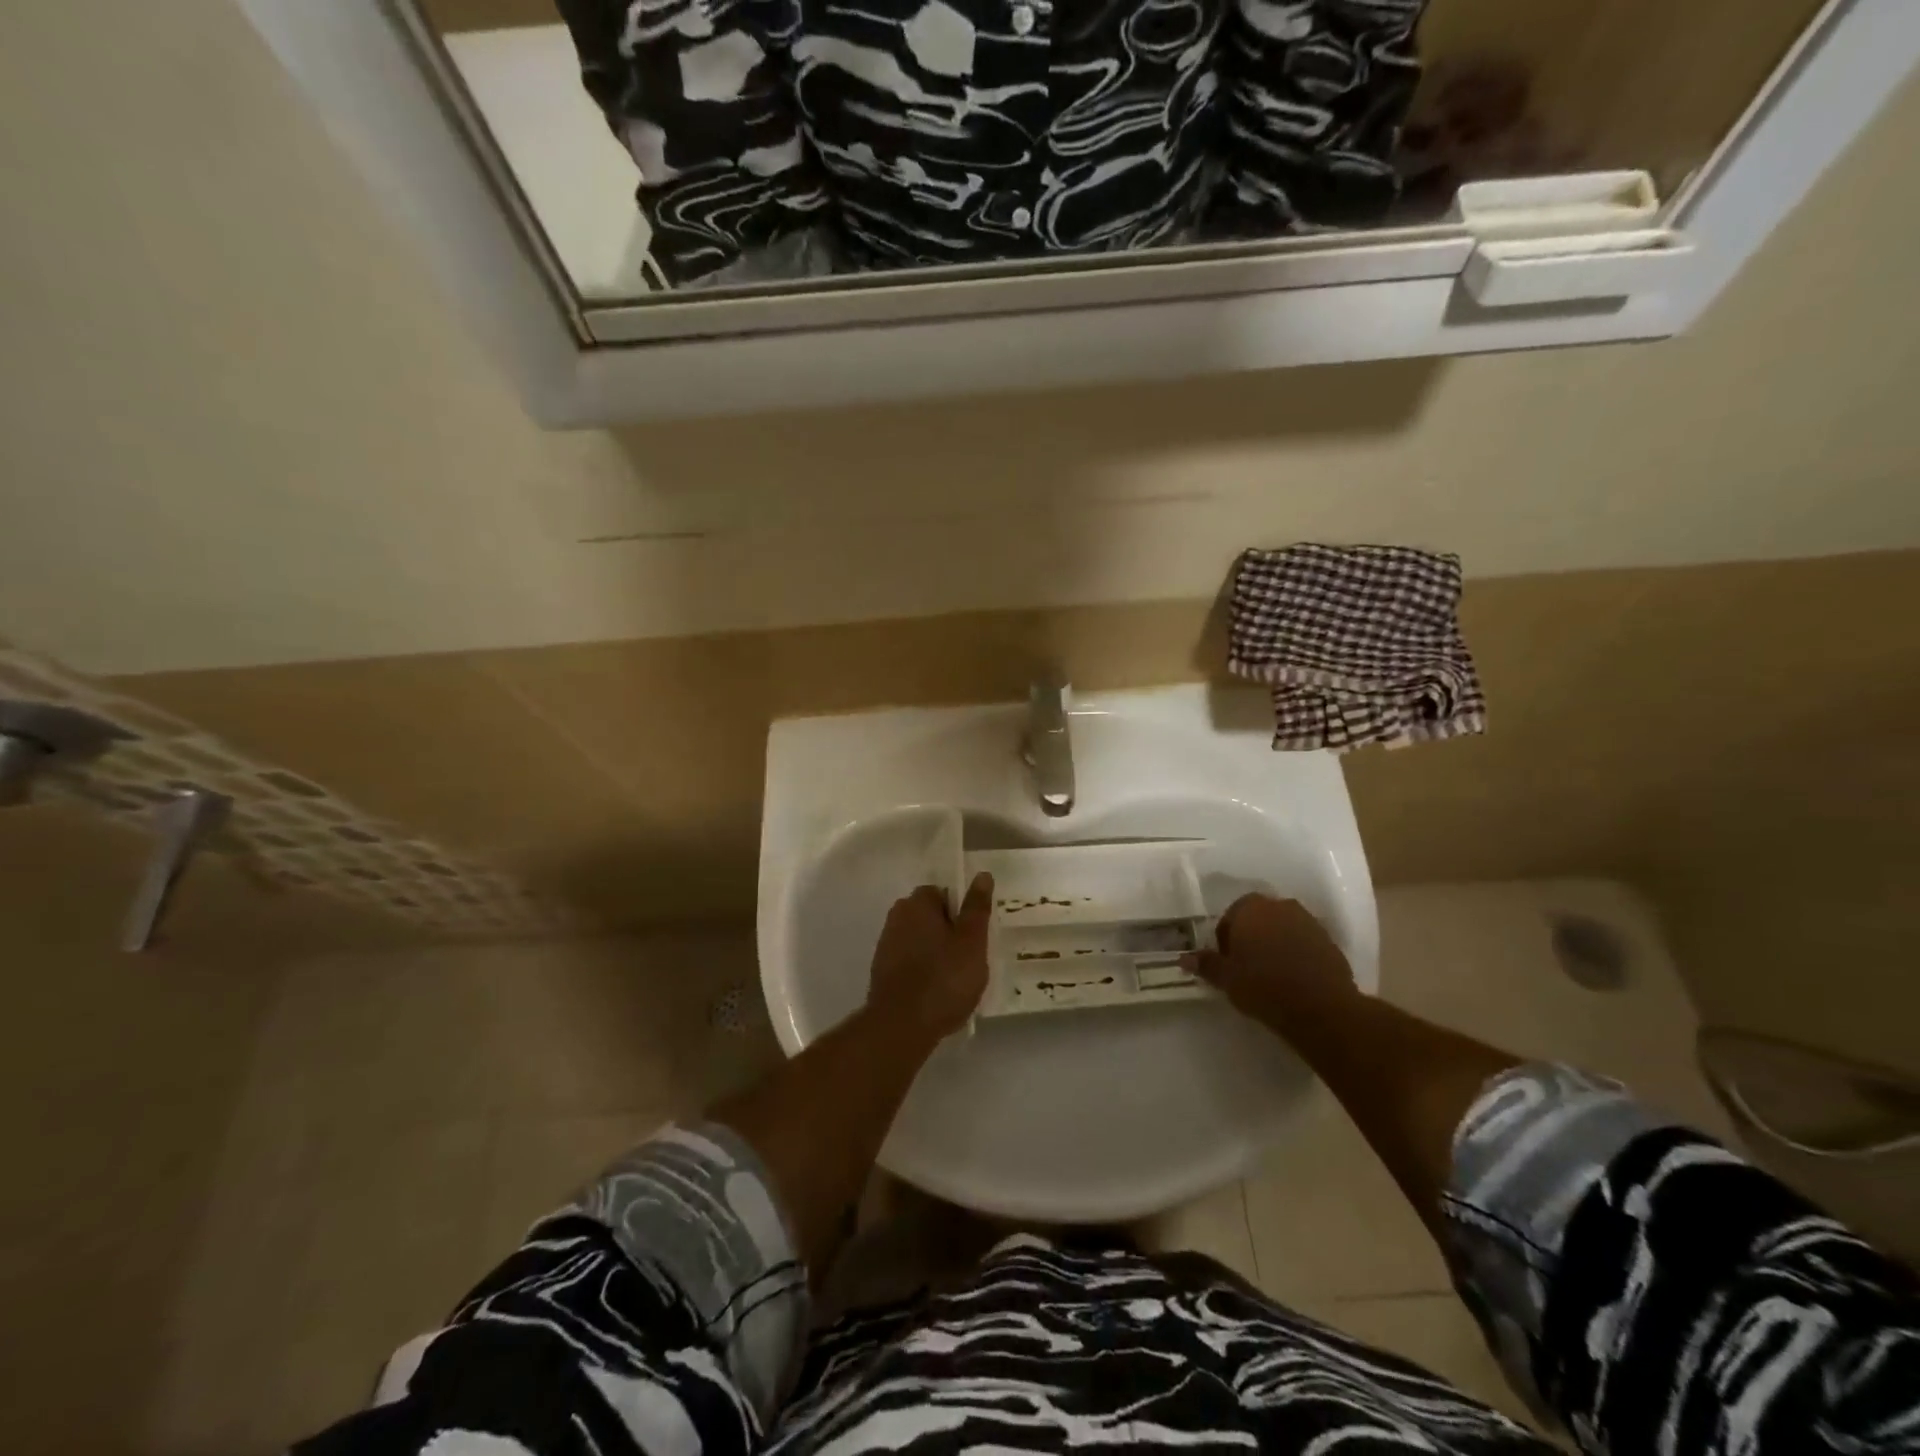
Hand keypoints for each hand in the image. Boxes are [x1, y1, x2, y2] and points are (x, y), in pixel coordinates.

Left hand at [866, 874, 993, 1041]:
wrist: (901, 1026)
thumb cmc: (944, 978)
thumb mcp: (971, 941)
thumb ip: (976, 908)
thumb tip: (982, 875)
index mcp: (917, 903)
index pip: (942, 892)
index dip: (961, 911)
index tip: (975, 934)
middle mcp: (897, 917)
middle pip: (930, 916)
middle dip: (949, 932)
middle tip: (970, 957)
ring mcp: (886, 945)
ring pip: (920, 940)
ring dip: (936, 952)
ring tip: (956, 979)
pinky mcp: (882, 972)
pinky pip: (910, 962)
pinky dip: (923, 971)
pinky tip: (937, 992)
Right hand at [1183, 894, 1355, 1020]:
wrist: (1321, 1008)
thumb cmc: (1264, 986)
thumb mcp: (1227, 979)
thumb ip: (1206, 964)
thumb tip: (1183, 959)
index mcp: (1250, 908)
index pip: (1230, 916)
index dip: (1226, 939)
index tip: (1227, 963)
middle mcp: (1280, 906)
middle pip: (1258, 919)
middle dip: (1251, 938)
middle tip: (1246, 968)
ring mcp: (1308, 921)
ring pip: (1282, 929)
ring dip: (1275, 945)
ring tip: (1271, 975)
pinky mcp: (1330, 941)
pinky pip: (1304, 942)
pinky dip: (1296, 954)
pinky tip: (1293, 979)